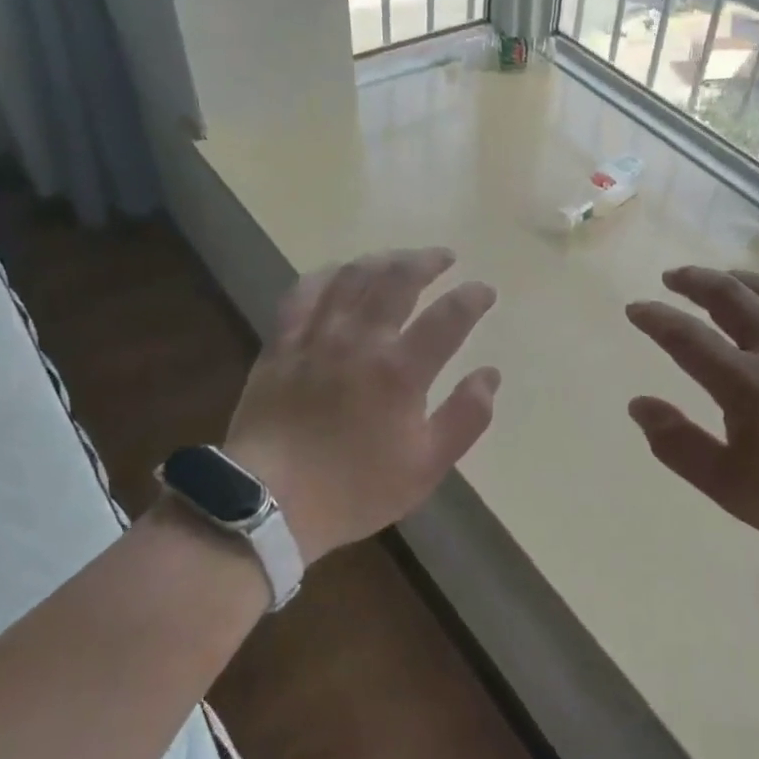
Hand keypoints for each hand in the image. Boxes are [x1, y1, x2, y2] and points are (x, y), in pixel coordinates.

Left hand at [225, 248, 500, 564]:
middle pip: (399, 280)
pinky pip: (304, 292)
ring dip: (383, 259)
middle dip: (428, 261)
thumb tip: (490, 375)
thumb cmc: (355, 488)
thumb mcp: (426, 467)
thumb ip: (465, 418)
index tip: (484, 291)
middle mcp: (361, 340)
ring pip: (353, 276)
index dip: (472, 298)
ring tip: (400, 259)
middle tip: (445, 257)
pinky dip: (327, 274)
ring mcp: (317, 336)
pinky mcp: (282, 342)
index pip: (448, 317)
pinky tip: (339, 272)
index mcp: (401, 371)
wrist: (269, 501)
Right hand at [625, 266, 758, 562]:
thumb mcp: (730, 486)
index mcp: (746, 383)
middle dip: (695, 281)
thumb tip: (638, 405)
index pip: (687, 338)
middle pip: (731, 297)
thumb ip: (679, 444)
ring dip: (740, 279)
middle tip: (673, 277)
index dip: (656, 318)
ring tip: (722, 278)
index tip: (635, 308)